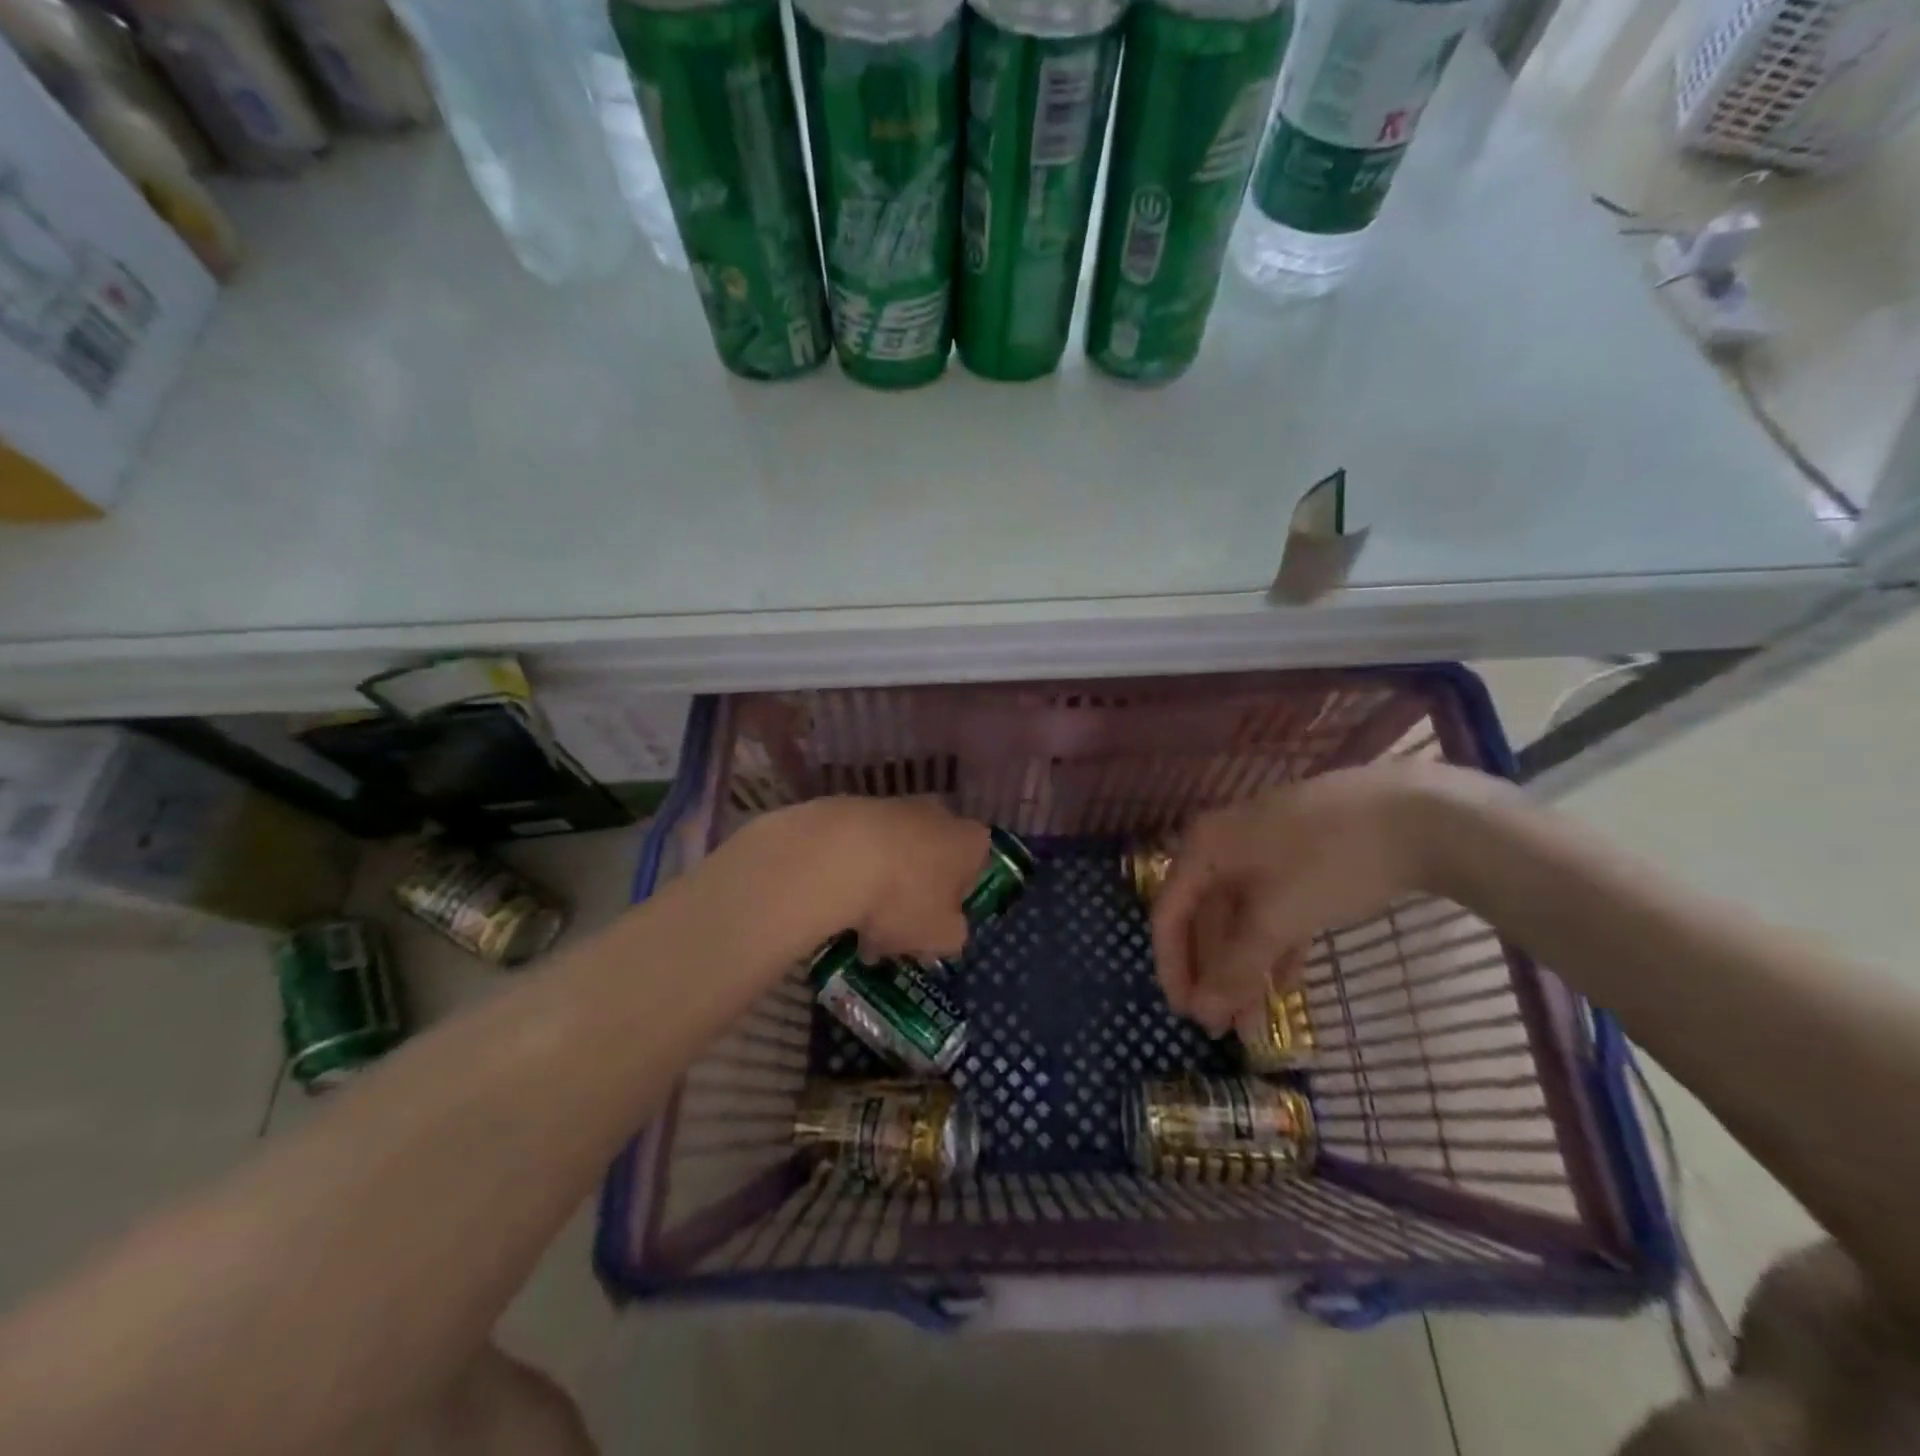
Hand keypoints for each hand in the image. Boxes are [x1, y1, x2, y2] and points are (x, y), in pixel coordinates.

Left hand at [800, 796, 990, 964]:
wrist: (837, 855)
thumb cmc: (905, 897)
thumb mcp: (942, 935)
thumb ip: (953, 936)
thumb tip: (950, 931)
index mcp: (972, 841)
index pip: (974, 872)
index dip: (955, 904)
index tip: (934, 928)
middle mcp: (940, 814)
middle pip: (933, 862)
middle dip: (915, 896)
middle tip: (894, 933)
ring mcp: (895, 805)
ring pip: (895, 856)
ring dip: (881, 889)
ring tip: (856, 929)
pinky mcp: (854, 806)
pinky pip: (862, 848)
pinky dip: (853, 873)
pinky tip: (836, 905)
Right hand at [1150, 764, 1477, 1033]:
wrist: (1421, 812)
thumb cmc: (1330, 860)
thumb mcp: (1278, 917)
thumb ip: (1236, 967)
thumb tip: (1203, 1013)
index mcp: (1205, 847)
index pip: (1170, 912)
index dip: (1173, 965)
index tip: (1184, 1014)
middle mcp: (1226, 846)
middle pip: (1205, 917)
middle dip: (1213, 974)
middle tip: (1221, 1029)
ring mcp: (1266, 852)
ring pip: (1242, 918)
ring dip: (1244, 969)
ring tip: (1253, 1024)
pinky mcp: (1303, 862)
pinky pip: (1274, 911)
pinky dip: (1274, 949)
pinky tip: (1283, 987)